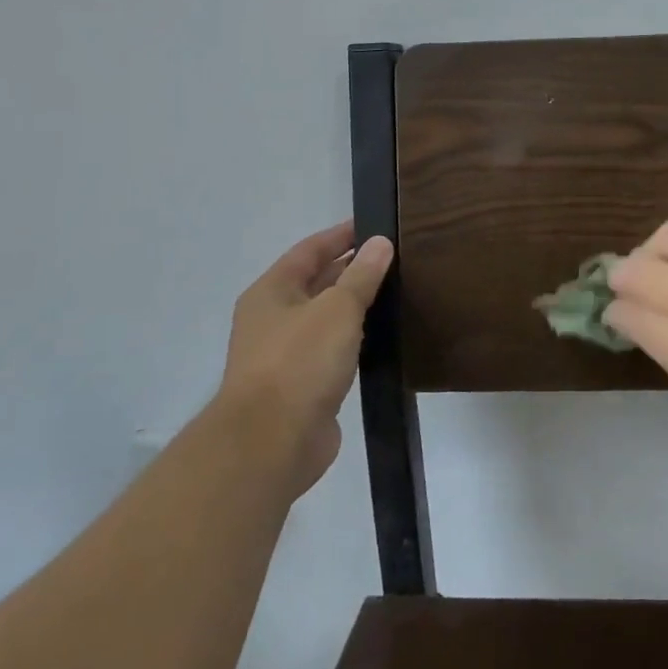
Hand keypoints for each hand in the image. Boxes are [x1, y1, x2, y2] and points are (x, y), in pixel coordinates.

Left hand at [218, 220, 393, 497]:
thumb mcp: (337, 308)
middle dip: (351, 269)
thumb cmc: (299, 362)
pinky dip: (355, 339)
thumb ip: (361, 275)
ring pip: (326, 319)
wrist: (271, 443)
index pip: (309, 250)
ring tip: (396, 291)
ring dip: (355, 305)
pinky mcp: (302, 388)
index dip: (341, 235)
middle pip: (316, 283)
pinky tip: (382, 336)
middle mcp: (273, 319)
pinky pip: (333, 351)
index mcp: (271, 292)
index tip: (375, 224)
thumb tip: (381, 243)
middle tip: (394, 258)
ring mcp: (285, 356)